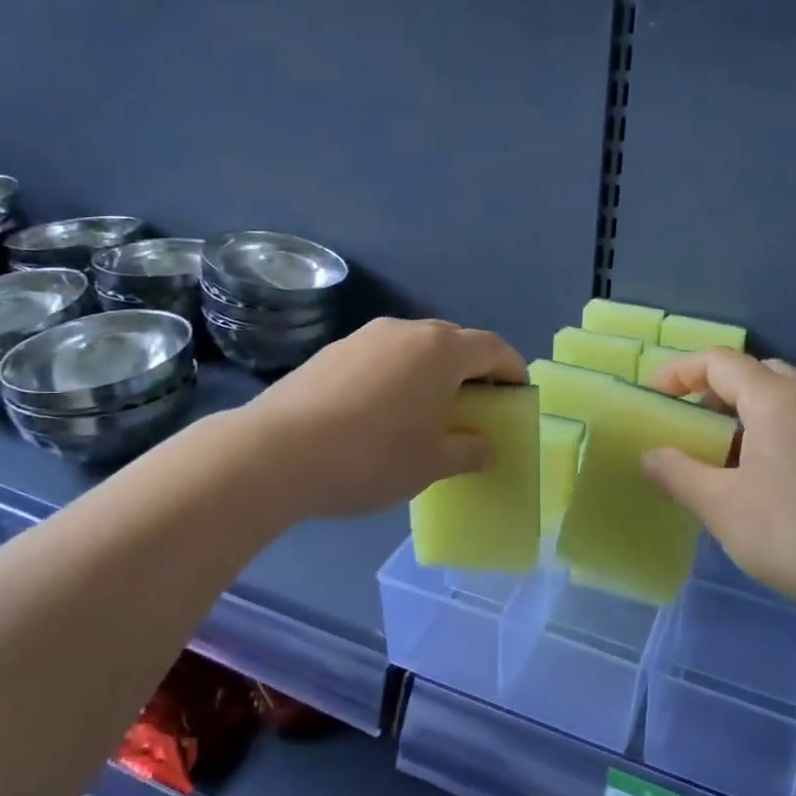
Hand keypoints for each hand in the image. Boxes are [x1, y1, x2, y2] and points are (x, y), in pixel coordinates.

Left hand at [246, 318, 527, 518]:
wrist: (276, 452)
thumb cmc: (372, 457)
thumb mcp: (431, 464)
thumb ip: (467, 451)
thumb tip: (483, 446)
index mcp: (441, 350)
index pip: (493, 349)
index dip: (512, 370)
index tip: (518, 395)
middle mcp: (406, 331)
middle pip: (453, 342)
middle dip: (471, 371)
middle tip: (474, 407)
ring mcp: (364, 337)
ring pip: (413, 348)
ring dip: (430, 372)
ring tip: (426, 410)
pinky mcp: (331, 351)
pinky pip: (380, 357)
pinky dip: (395, 376)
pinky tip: (379, 412)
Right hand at [639, 350, 795, 615]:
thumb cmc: (794, 533)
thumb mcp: (721, 506)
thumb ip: (677, 473)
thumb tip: (651, 455)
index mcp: (776, 399)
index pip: (719, 361)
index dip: (679, 372)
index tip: (653, 397)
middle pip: (753, 373)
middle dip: (713, 390)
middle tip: (688, 423)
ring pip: (780, 399)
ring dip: (742, 414)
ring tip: (718, 455)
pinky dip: (770, 432)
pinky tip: (761, 479)